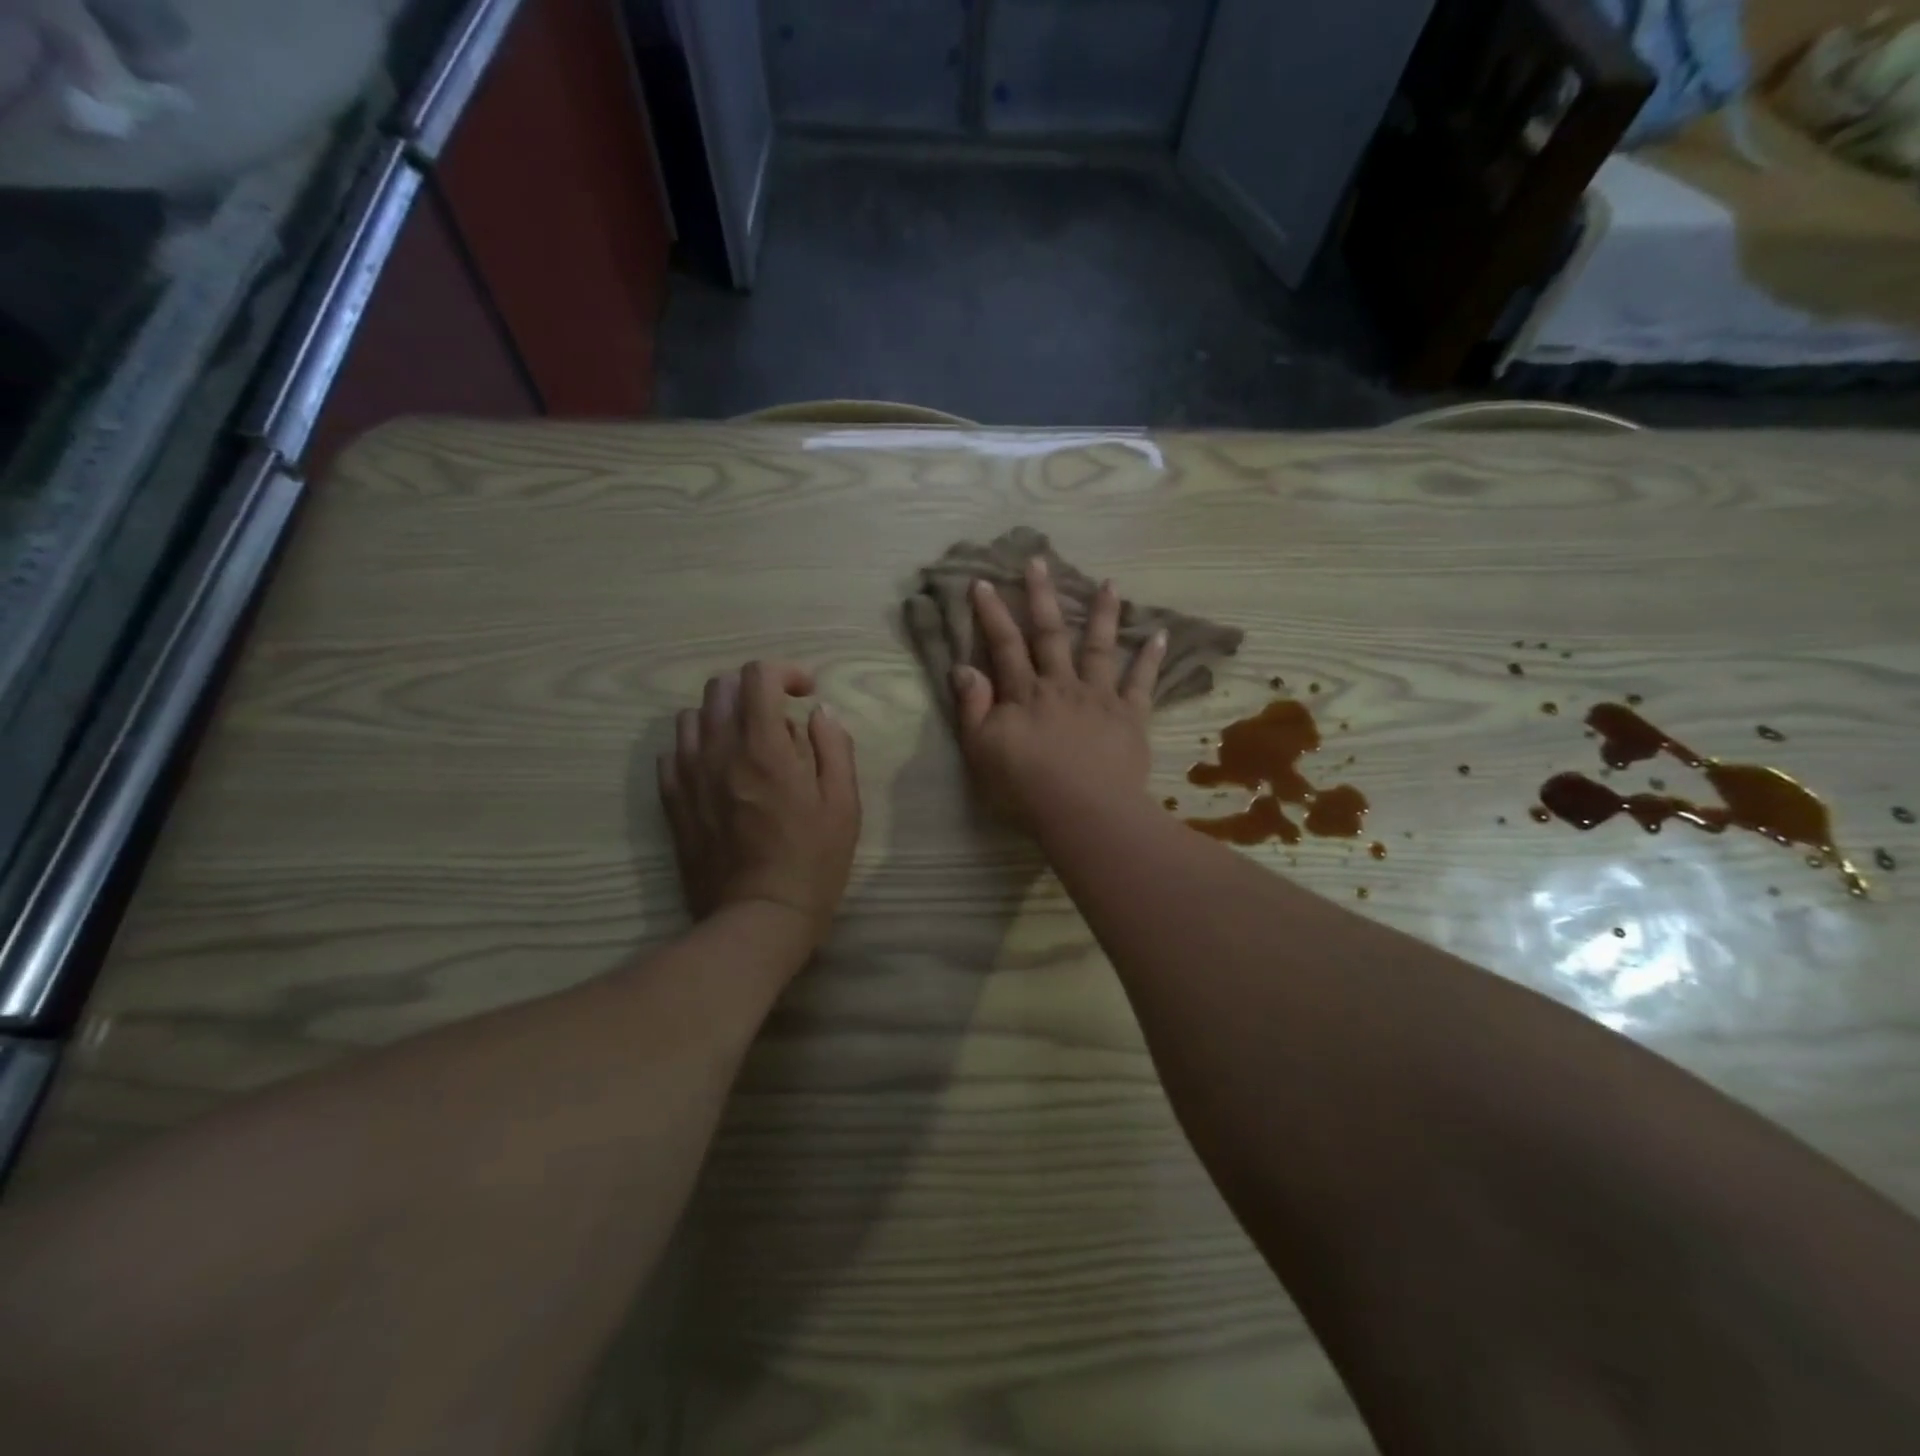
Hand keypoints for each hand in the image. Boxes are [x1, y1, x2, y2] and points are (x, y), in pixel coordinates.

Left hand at [657, 661, 860, 949]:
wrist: (758, 918)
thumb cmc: (812, 862)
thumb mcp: (843, 804)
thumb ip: (834, 747)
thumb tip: (820, 712)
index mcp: (764, 747)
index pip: (758, 676)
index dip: (785, 672)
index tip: (805, 693)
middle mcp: (718, 751)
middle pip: (720, 687)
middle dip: (754, 690)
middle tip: (780, 717)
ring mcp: (688, 776)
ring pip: (693, 717)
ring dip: (723, 716)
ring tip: (747, 743)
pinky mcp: (672, 802)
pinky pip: (673, 753)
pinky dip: (697, 747)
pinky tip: (719, 770)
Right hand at [952, 559, 1165, 831]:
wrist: (1083, 812)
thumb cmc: (1025, 787)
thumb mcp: (981, 751)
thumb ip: (972, 708)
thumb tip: (964, 667)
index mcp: (1024, 694)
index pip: (1004, 645)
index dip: (992, 614)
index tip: (983, 582)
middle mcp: (1061, 685)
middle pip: (1050, 634)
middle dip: (1042, 596)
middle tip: (1039, 561)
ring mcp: (1099, 697)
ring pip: (1099, 647)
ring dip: (1103, 614)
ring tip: (1110, 583)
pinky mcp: (1130, 717)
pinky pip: (1142, 683)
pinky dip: (1150, 659)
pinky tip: (1159, 635)